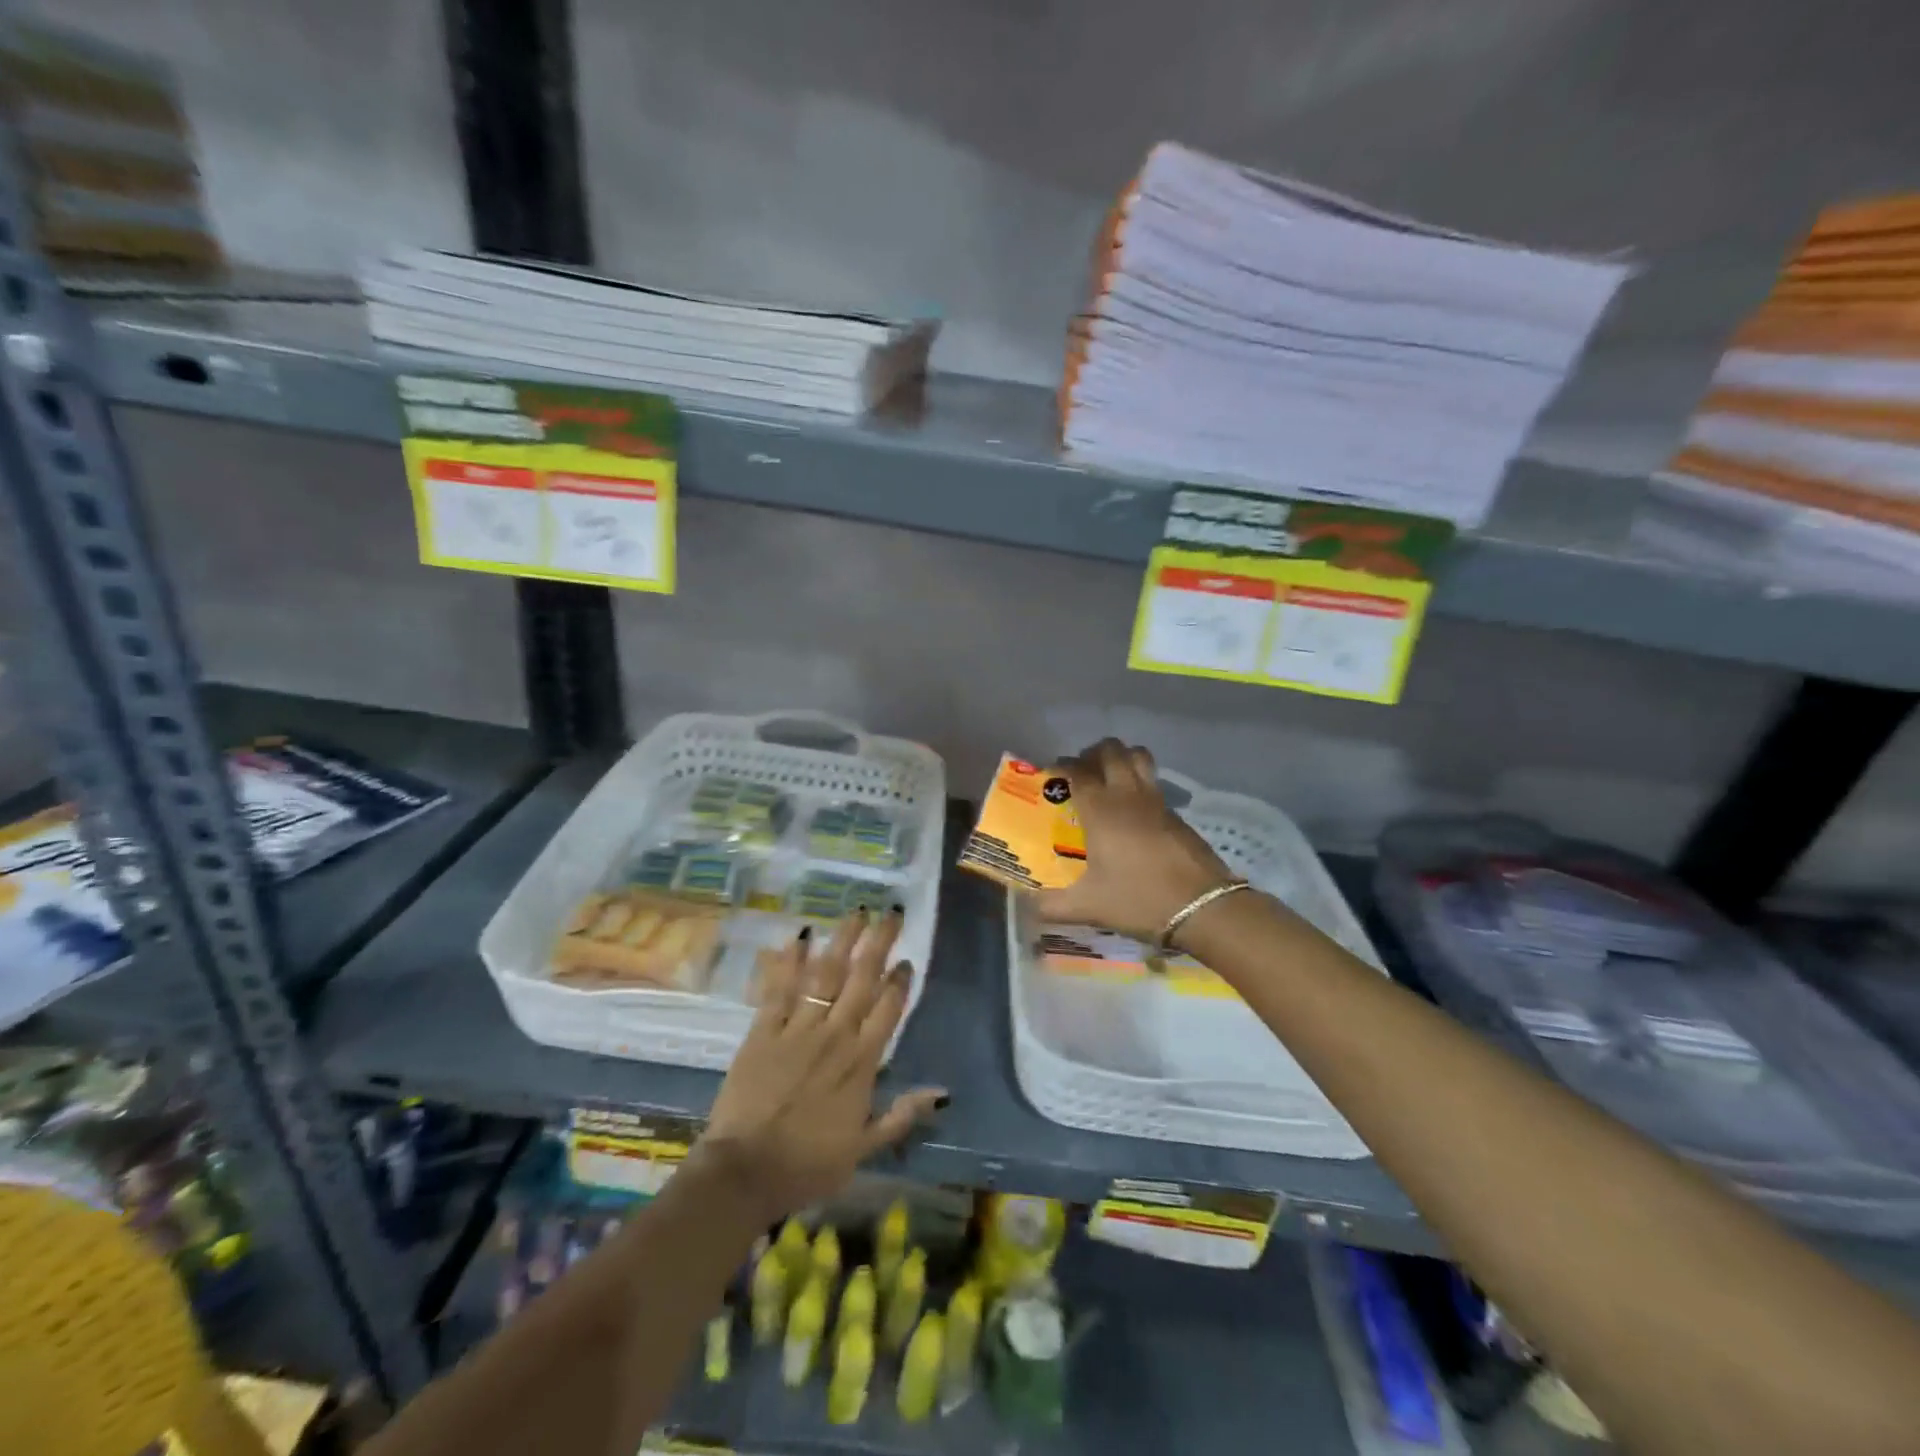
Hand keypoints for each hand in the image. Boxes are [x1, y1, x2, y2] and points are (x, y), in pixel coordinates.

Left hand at [697, 909, 945, 1222]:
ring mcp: (798, 1028)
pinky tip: (799, 937)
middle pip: (862, 979)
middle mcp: (835, 1035)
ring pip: (826, 974)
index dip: (900, 982)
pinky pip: (779, 989)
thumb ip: (901, 1116)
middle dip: (879, 944)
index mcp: (861, 1062)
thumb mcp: (864, 1149)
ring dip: (842, 940)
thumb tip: (941, 1093)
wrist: (746, 1172)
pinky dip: (789, 961)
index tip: (907, 961)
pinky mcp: (764, 1030)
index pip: (888, 1009)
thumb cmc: (808, 1164)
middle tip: (891, 915)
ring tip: (856, 913)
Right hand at [1034, 739, 1234, 942]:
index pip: (1077, 771)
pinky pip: (1153, 782)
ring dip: (1121, 757)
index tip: (1050, 774)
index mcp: (1101, 810)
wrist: (1202, 907)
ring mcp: (1156, 801)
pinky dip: (1139, 782)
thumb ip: (1051, 905)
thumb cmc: (1139, 900)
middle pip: (1112, 751)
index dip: (1061, 766)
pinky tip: (1133, 810)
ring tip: (1108, 777)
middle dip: (1092, 753)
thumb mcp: (1088, 907)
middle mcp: (1127, 796)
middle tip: (1080, 771)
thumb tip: (1028, 905)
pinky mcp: (1176, 814)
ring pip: (1139, 757)